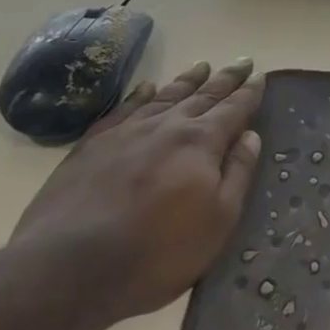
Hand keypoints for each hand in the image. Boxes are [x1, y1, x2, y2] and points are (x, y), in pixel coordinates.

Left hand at [9, 58, 263, 327]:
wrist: (69, 267)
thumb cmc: (158, 251)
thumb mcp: (218, 220)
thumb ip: (237, 173)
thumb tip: (251, 136)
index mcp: (201, 142)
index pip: (233, 109)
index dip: (249, 93)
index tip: (261, 75)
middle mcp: (166, 126)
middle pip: (202, 95)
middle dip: (225, 79)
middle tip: (242, 62)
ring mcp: (126, 132)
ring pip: (164, 96)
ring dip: (187, 81)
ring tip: (202, 66)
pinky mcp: (92, 146)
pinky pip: (123, 109)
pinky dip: (139, 95)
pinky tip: (146, 88)